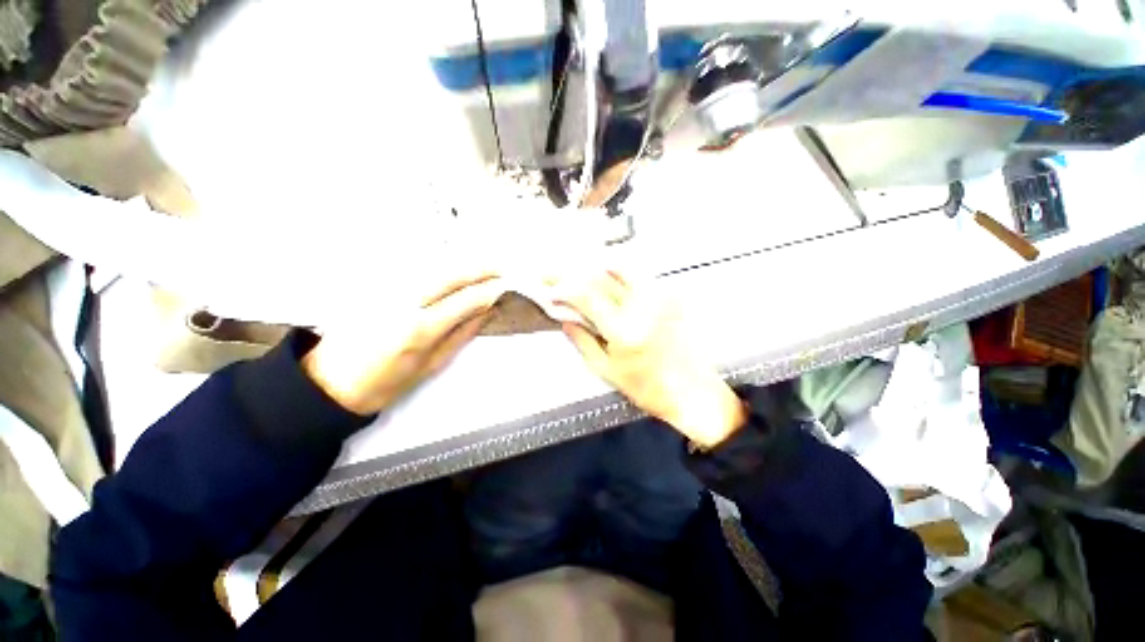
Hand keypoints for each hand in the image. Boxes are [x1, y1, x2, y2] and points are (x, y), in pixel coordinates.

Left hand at [301, 271, 504, 414]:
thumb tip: (487, 312)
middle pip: (451, 274)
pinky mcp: (377, 285)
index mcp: (420, 329)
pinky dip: (442, 265)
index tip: (507, 285)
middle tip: (501, 269)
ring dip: (463, 263)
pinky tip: (455, 268)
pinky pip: (417, 268)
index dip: (489, 290)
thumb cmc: (386, 383)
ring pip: (434, 266)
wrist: (331, 381)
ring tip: (485, 266)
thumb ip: (462, 334)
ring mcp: (387, 289)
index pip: (465, 299)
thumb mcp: (432, 365)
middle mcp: (404, 302)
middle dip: (480, 268)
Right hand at [556, 273, 746, 447]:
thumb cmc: (647, 388)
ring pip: (618, 271)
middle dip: (571, 274)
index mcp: (623, 330)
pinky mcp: (667, 298)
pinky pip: (636, 277)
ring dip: (592, 270)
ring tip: (574, 274)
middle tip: (552, 274)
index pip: (587, 297)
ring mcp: (657, 299)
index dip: (563, 290)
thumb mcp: (606, 370)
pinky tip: (604, 274)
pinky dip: (615, 273)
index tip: (549, 291)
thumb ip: (582, 341)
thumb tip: (565, 320)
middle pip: (599, 279)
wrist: (691, 391)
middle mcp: (641, 308)